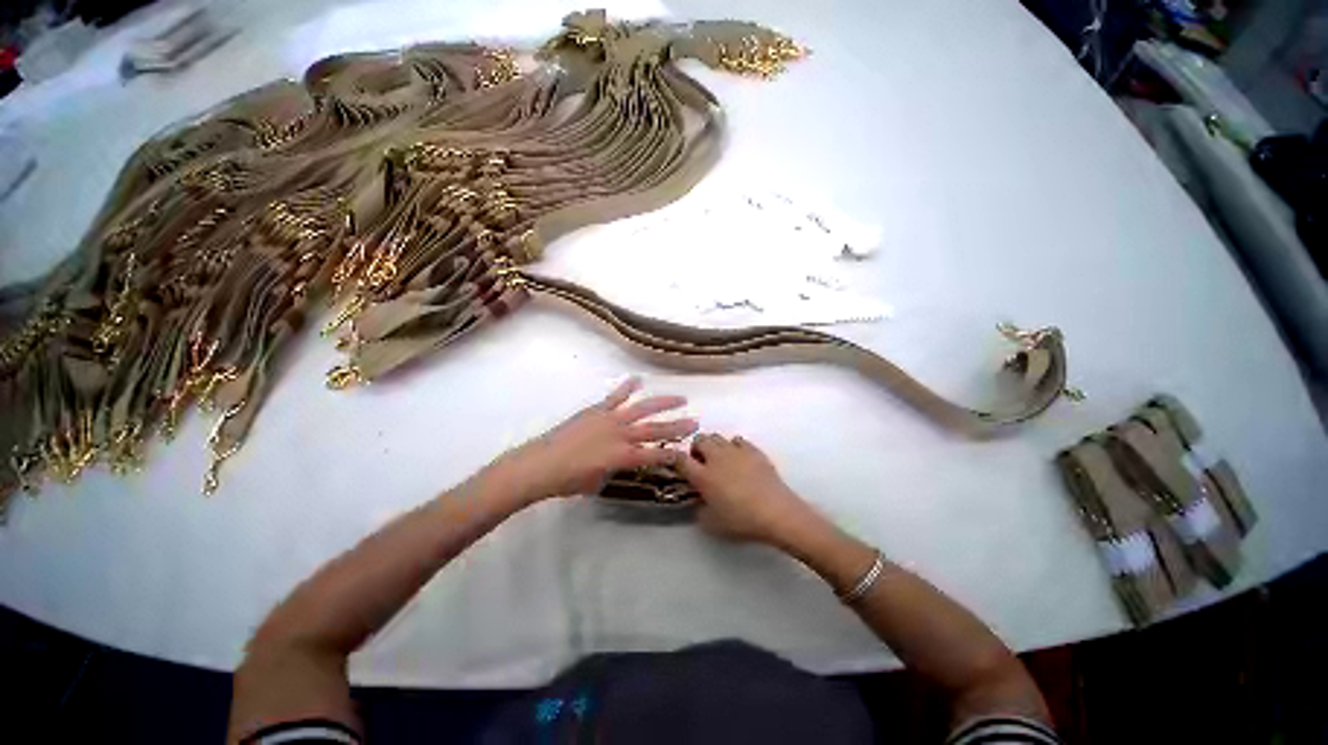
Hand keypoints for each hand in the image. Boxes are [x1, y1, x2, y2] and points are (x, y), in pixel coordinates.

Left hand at [493, 377, 697, 502]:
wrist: (541, 465)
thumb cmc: (568, 480)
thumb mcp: (598, 481)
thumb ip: (614, 469)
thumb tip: (621, 460)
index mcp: (623, 457)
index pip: (655, 455)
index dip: (671, 455)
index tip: (685, 452)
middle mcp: (622, 435)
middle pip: (656, 430)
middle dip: (677, 427)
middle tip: (695, 422)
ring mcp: (611, 419)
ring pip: (643, 408)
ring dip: (663, 403)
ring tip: (680, 398)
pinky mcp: (597, 410)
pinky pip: (616, 396)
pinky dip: (627, 387)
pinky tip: (638, 379)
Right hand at [675, 434, 813, 543]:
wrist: (777, 513)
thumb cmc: (742, 521)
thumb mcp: (712, 524)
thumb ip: (700, 510)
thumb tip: (699, 502)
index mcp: (703, 476)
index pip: (680, 459)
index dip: (676, 459)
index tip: (677, 464)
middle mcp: (716, 458)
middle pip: (699, 440)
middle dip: (696, 449)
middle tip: (700, 463)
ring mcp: (735, 451)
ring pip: (717, 437)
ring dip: (713, 446)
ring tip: (719, 460)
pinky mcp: (753, 450)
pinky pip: (737, 440)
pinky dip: (733, 446)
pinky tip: (738, 458)